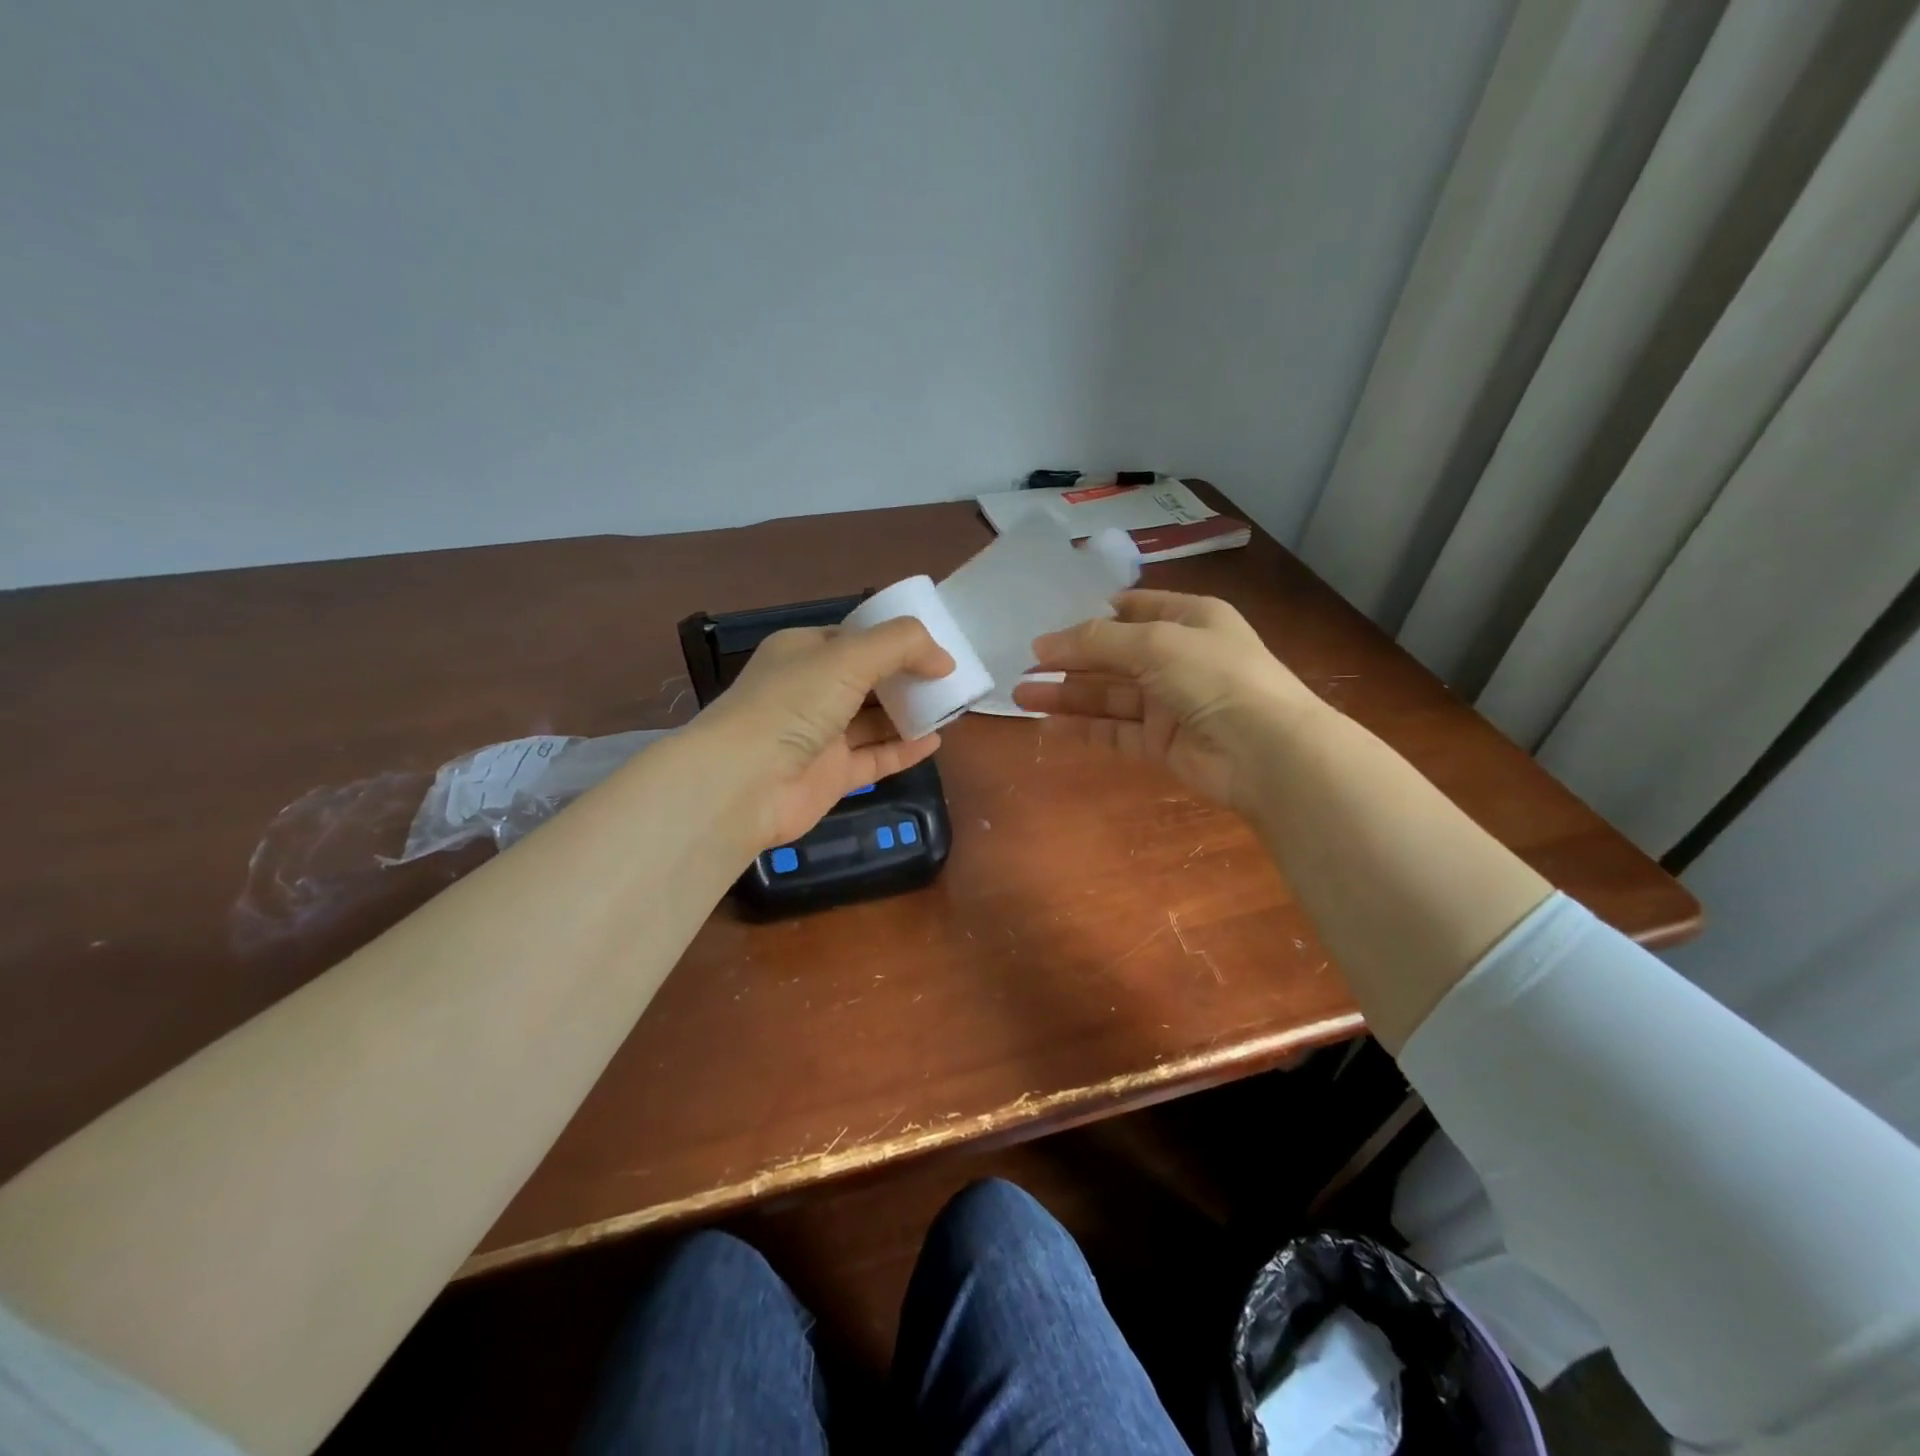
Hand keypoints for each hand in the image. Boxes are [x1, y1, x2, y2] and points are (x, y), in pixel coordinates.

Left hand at [689, 618, 953, 852]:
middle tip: (950, 678)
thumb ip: (901, 645)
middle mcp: (811, 691)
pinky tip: (935, 741)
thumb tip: (944, 659)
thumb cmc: (793, 704)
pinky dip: (904, 750)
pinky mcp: (831, 775)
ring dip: (909, 713)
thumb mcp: (849, 656)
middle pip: (868, 680)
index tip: (935, 646)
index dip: (895, 640)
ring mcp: (821, 736)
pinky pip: (875, 758)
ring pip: (874, 721)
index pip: (855, 638)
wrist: (745, 782)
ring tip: (951, 706)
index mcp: (804, 652)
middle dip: (907, 678)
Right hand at [1013, 590, 1317, 812]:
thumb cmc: (1214, 676)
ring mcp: (1170, 702)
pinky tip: (1047, 723)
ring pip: (1109, 695)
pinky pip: (1114, 730)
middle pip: (1114, 654)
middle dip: (1069, 659)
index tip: (1051, 624)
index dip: (1094, 614)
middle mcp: (1179, 657)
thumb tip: (1043, 644)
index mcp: (1190, 619)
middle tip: (1023, 665)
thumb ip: (1097, 641)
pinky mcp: (1161, 743)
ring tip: (1020, 694)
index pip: (1135, 608)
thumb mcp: (1155, 643)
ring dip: (1067, 694)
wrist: (1266, 752)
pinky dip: (1083, 727)